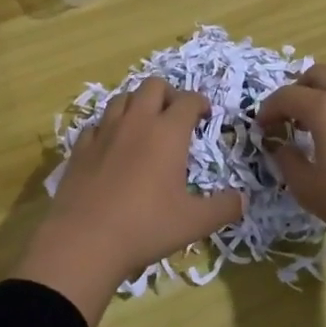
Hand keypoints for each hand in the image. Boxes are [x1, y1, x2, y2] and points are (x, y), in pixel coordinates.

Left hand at [14, 78, 241, 326]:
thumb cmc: (146, 226)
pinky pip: (97, 124)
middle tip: (175, 115)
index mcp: (168, 132)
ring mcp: (104, 131)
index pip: (188, 100)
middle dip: (168, 94)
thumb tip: (244, 199)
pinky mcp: (80, 147)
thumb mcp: (194, 222)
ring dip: (137, 104)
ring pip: (122, 98)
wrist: (85, 240)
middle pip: (153, 86)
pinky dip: (108, 127)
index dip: (200, 103)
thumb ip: (224, 208)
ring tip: (144, 125)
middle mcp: (136, 122)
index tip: (205, 115)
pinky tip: (111, 145)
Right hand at [258, 63, 325, 326]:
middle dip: (297, 91)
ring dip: (321, 98)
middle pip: (317, 75)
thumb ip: (287, 160)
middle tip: (286, 118)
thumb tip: (280, 145)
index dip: (268, 109)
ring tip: (312, 131)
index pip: (287, 95)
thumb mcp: (309, 189)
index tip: (261, 128)